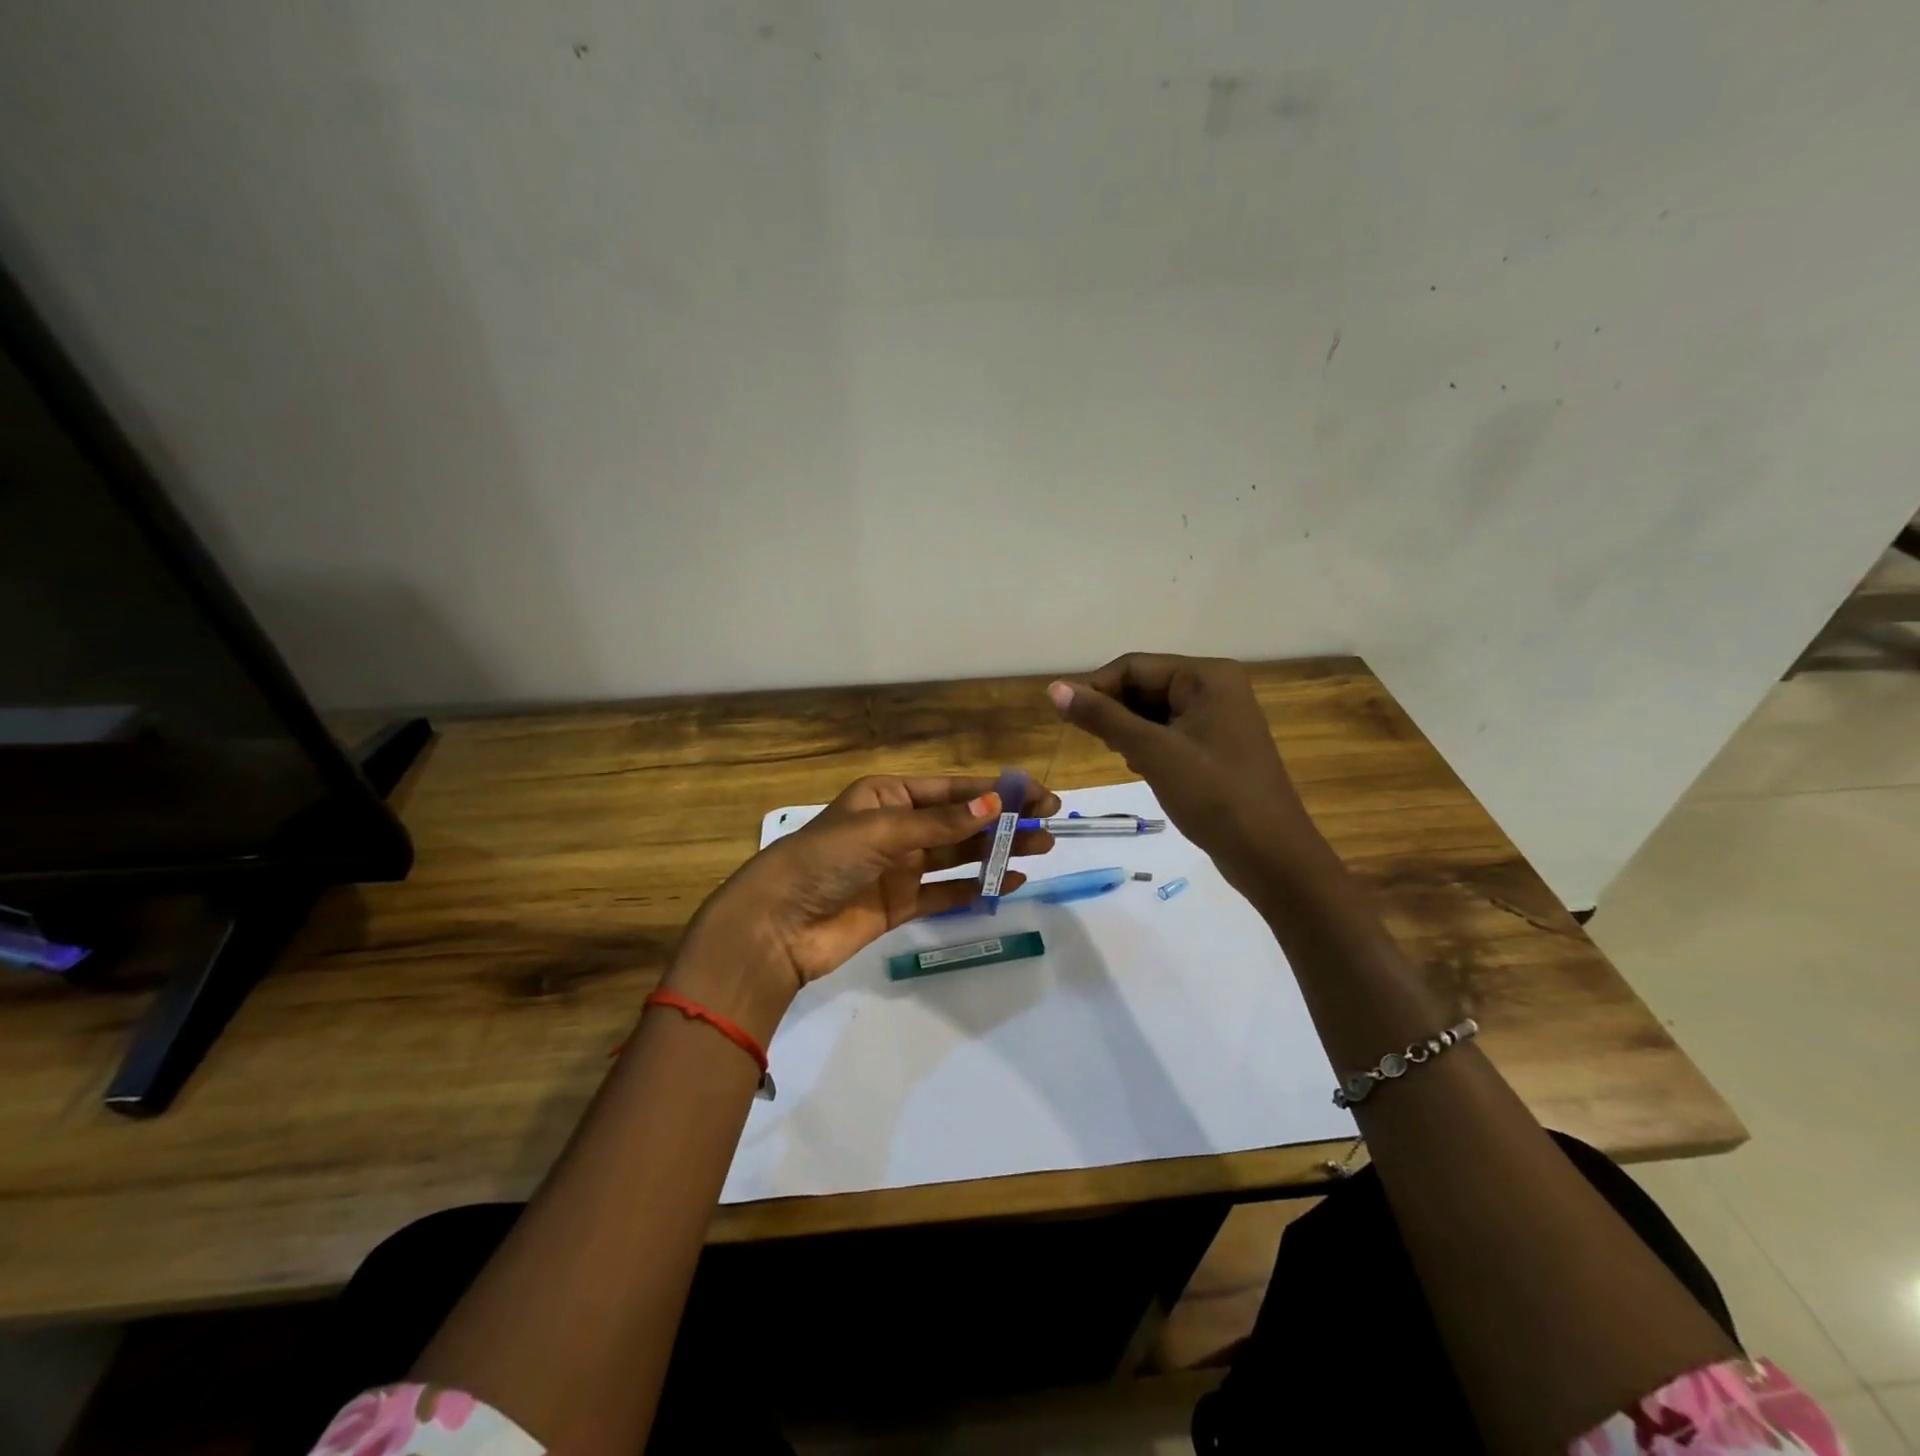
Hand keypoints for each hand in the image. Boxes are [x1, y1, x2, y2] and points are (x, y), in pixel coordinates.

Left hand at [668, 775, 1059, 1040]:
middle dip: (1004, 820)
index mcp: (887, 795)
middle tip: (1050, 824)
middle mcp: (896, 826)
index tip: (1038, 795)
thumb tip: (995, 805)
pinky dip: (977, 887)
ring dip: (998, 851)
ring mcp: (900, 867)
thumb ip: (941, 823)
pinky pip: (947, 891)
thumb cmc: (824, 860)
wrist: (776, 926)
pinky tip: (1011, 882)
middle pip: (960, 821)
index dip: (996, 792)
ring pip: (959, 854)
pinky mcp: (900, 904)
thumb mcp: (883, 831)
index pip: (952, 790)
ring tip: (1041, 849)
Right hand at [1047, 654, 1319, 895]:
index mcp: (1207, 676)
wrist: (1271, 855)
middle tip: (1102, 747)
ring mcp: (1220, 718)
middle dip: (1116, 713)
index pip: (1134, 666)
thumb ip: (1103, 717)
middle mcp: (1216, 687)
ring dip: (1130, 732)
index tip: (1068, 722)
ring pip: (1155, 711)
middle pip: (1145, 685)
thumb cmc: (1213, 795)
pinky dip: (1149, 747)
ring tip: (1125, 761)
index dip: (1097, 689)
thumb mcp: (1152, 752)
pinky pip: (1171, 733)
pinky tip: (1142, 770)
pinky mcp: (1218, 747)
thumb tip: (1054, 688)